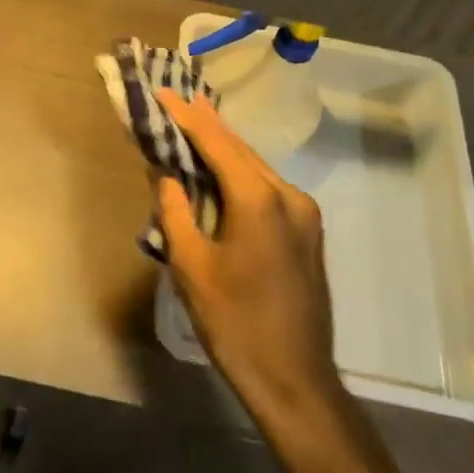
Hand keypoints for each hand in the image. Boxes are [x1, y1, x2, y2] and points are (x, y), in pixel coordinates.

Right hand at [154, 89, 340, 421]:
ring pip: (257, 168)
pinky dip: (242, 174)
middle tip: (178, 99)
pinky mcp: (308, 231)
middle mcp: (289, 196)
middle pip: (241, 150)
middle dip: (208, 125)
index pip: (217, 143)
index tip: (164, 92)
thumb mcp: (191, 267)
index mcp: (259, 200)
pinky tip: (224, 170)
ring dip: (226, 149)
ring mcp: (305, 213)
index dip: (188, 117)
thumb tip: (166, 176)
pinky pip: (269, 188)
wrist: (295, 380)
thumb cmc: (234, 323)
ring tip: (196, 125)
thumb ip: (175, 211)